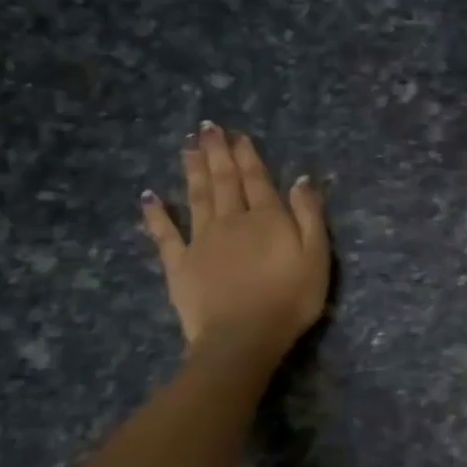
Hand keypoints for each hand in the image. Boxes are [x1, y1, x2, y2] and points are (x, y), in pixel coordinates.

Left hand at [141, 123, 329, 357]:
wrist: (242, 338)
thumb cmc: (289, 300)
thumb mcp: (316, 257)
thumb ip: (309, 216)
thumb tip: (300, 179)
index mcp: (266, 218)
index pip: (256, 179)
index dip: (247, 155)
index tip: (237, 134)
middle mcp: (231, 220)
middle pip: (224, 181)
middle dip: (217, 153)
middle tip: (207, 128)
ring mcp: (201, 241)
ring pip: (197, 197)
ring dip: (193, 170)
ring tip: (188, 147)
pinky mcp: (179, 264)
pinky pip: (165, 234)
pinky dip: (156, 214)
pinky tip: (149, 196)